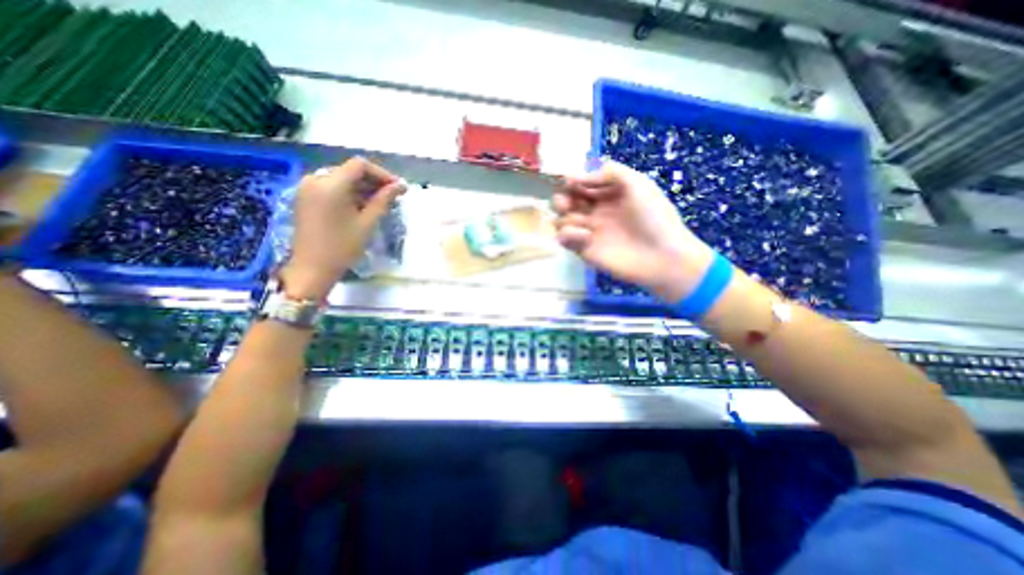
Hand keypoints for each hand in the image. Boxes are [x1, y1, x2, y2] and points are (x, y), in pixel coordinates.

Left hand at [281, 158, 410, 301]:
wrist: (312, 268)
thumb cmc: (343, 246)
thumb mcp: (367, 222)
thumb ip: (384, 200)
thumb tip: (400, 186)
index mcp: (330, 184)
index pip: (360, 165)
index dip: (382, 174)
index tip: (397, 188)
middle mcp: (316, 179)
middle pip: (350, 171)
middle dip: (373, 182)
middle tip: (393, 196)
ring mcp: (308, 188)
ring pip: (342, 179)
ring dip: (363, 188)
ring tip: (381, 203)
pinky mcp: (306, 197)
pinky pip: (332, 188)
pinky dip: (349, 194)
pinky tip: (363, 207)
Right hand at [556, 159, 714, 302]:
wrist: (661, 256)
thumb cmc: (653, 217)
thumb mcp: (638, 183)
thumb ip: (610, 172)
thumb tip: (579, 176)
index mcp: (608, 195)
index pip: (582, 185)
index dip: (573, 181)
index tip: (569, 181)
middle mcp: (596, 212)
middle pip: (567, 202)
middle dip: (562, 199)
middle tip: (567, 203)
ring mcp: (589, 231)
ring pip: (561, 220)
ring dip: (565, 217)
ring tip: (582, 222)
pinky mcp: (584, 249)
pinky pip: (564, 238)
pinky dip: (568, 235)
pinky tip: (586, 236)